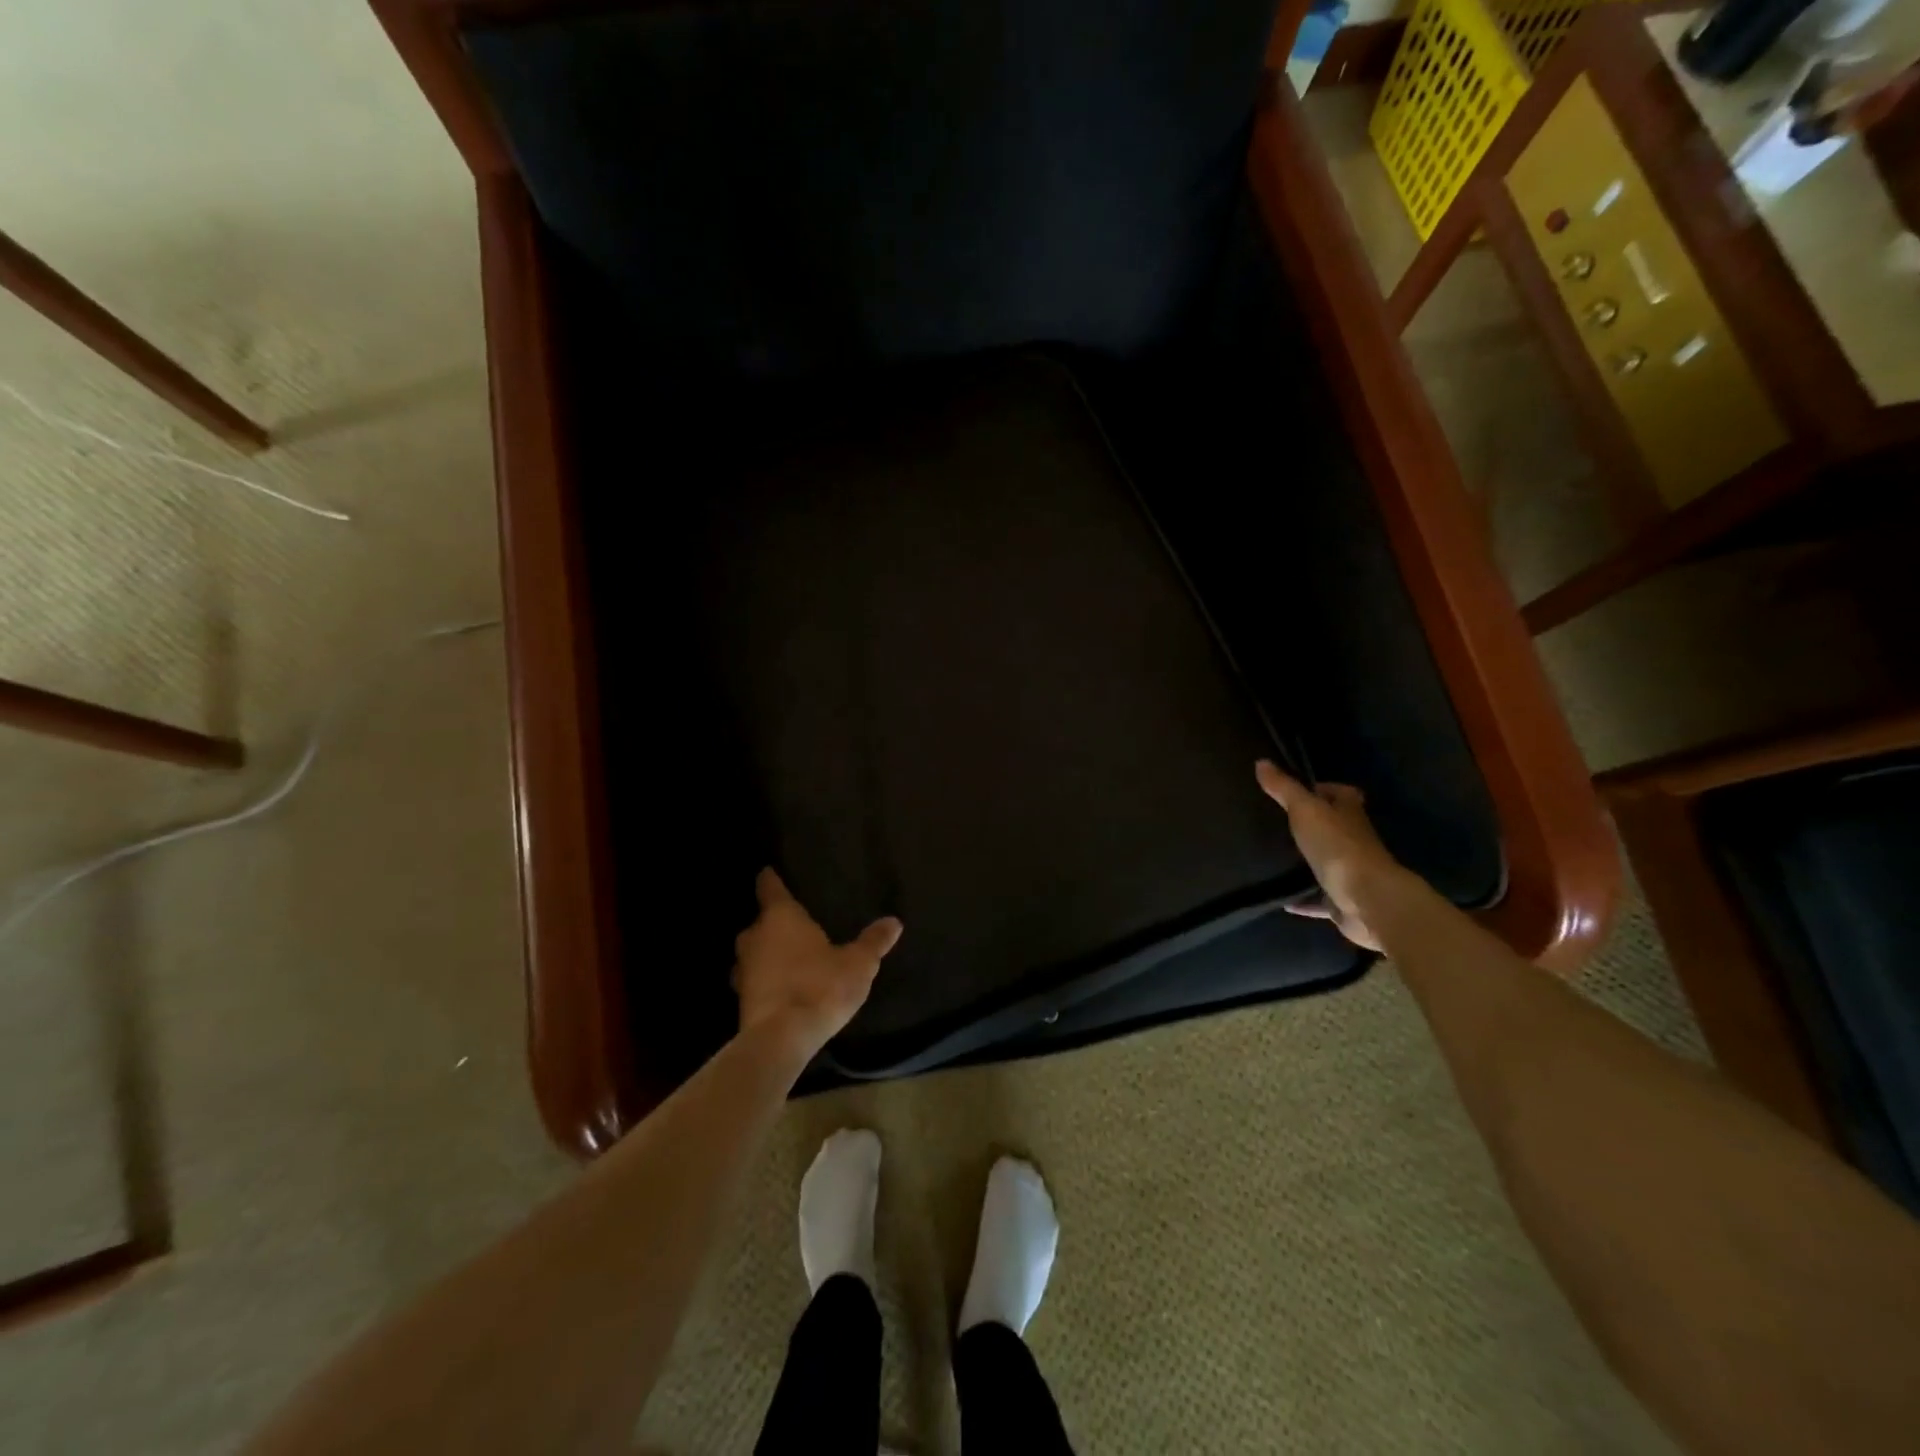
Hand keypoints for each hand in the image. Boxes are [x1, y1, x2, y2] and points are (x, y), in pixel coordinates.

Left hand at [733, 869, 902, 1058]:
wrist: (781, 1039)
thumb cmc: (820, 987)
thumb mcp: (858, 964)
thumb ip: (874, 941)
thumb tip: (894, 921)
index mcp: (781, 917)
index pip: (770, 887)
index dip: (771, 879)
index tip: (770, 872)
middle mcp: (755, 937)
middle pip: (760, 921)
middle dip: (773, 922)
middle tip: (794, 924)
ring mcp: (743, 969)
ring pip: (752, 952)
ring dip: (765, 953)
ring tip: (787, 957)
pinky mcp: (740, 999)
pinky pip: (753, 979)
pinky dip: (764, 979)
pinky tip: (780, 987)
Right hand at [1256, 760, 1404, 951]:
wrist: (1366, 900)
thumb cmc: (1338, 847)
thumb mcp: (1305, 810)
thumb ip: (1284, 788)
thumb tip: (1261, 762)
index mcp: (1349, 813)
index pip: (1341, 793)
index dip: (1323, 789)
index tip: (1296, 791)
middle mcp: (1353, 840)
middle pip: (1333, 827)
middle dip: (1311, 825)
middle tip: (1277, 822)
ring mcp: (1349, 872)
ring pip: (1325, 861)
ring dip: (1307, 861)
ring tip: (1273, 857)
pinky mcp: (1341, 900)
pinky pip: (1318, 898)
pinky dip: (1302, 899)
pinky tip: (1281, 899)